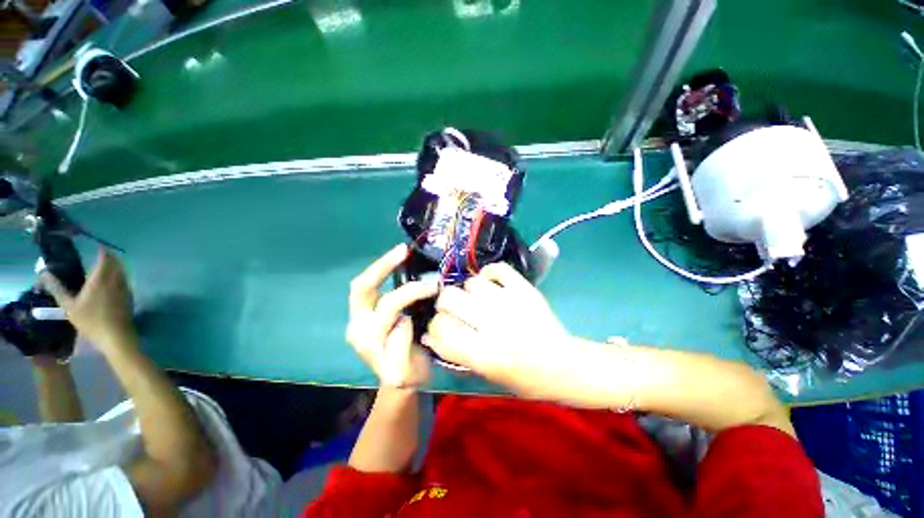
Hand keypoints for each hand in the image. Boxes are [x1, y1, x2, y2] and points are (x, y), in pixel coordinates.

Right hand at [40, 248, 135, 350]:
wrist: (116, 335)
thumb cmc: (90, 321)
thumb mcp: (69, 306)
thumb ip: (57, 288)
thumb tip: (43, 273)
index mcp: (101, 279)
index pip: (105, 259)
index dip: (103, 252)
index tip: (97, 247)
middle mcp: (115, 280)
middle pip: (116, 263)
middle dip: (110, 258)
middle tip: (101, 255)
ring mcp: (125, 288)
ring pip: (123, 272)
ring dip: (116, 266)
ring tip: (106, 266)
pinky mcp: (129, 296)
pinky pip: (125, 281)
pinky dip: (120, 276)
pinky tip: (113, 281)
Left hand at [347, 244, 438, 387]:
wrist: (399, 383)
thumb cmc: (407, 377)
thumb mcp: (406, 372)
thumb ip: (401, 347)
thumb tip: (404, 318)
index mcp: (368, 340)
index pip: (387, 307)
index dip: (409, 294)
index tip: (432, 288)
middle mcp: (358, 325)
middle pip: (362, 288)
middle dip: (382, 267)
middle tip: (404, 251)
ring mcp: (359, 318)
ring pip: (364, 285)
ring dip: (383, 265)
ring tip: (403, 251)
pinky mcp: (365, 313)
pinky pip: (373, 287)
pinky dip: (385, 272)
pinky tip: (400, 263)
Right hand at [425, 263, 572, 397]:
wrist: (565, 365)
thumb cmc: (525, 379)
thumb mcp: (487, 376)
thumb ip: (457, 354)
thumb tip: (431, 335)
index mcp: (486, 354)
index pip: (442, 330)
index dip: (434, 328)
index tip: (438, 328)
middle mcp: (495, 326)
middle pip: (450, 299)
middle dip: (444, 305)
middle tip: (452, 310)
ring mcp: (512, 303)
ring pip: (472, 283)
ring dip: (468, 291)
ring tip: (475, 299)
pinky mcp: (525, 289)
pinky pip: (498, 268)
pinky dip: (489, 273)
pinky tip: (489, 283)